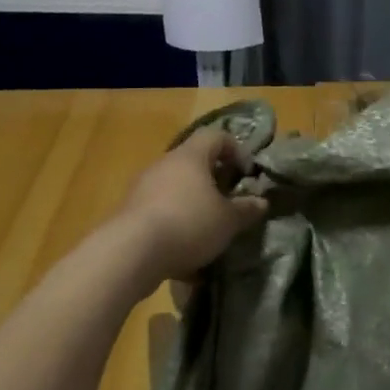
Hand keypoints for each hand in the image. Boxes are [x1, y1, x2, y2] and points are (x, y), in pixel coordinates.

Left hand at [116, 127, 268, 286]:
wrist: (129, 253)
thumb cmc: (188, 224)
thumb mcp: (228, 221)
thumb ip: (246, 209)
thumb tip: (261, 202)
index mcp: (191, 156)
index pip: (216, 136)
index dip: (236, 150)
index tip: (246, 174)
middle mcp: (165, 164)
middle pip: (193, 162)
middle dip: (213, 180)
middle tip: (228, 202)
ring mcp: (143, 187)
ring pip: (175, 187)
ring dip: (192, 203)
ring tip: (206, 230)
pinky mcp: (129, 212)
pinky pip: (159, 210)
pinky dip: (174, 223)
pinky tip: (183, 250)